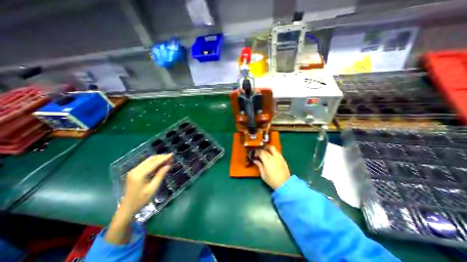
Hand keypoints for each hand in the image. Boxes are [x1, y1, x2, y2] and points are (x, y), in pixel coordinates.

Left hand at [119, 154, 172, 214]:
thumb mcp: (153, 188)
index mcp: (139, 175)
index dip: (164, 158)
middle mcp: (135, 170)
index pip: (154, 163)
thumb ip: (160, 175)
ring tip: (168, 159)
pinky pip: (146, 164)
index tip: (172, 154)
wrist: (127, 208)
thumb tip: (168, 165)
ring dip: (158, 159)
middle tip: (171, 157)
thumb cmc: (141, 200)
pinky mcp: (134, 172)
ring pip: (148, 160)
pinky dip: (154, 162)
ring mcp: (134, 171)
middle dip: (161, 157)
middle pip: (150, 159)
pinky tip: (160, 164)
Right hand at [254, 146, 290, 190]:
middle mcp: (273, 157)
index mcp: (267, 161)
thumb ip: (259, 166)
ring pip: (273, 148)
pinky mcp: (283, 159)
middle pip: (267, 148)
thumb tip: (255, 160)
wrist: (284, 184)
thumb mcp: (263, 174)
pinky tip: (271, 155)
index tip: (254, 154)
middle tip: (260, 151)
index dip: (257, 151)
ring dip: (268, 148)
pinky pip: (277, 152)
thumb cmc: (272, 180)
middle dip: (263, 148)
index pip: (261, 152)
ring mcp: (279, 157)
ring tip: (265, 151)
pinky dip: (273, 151)